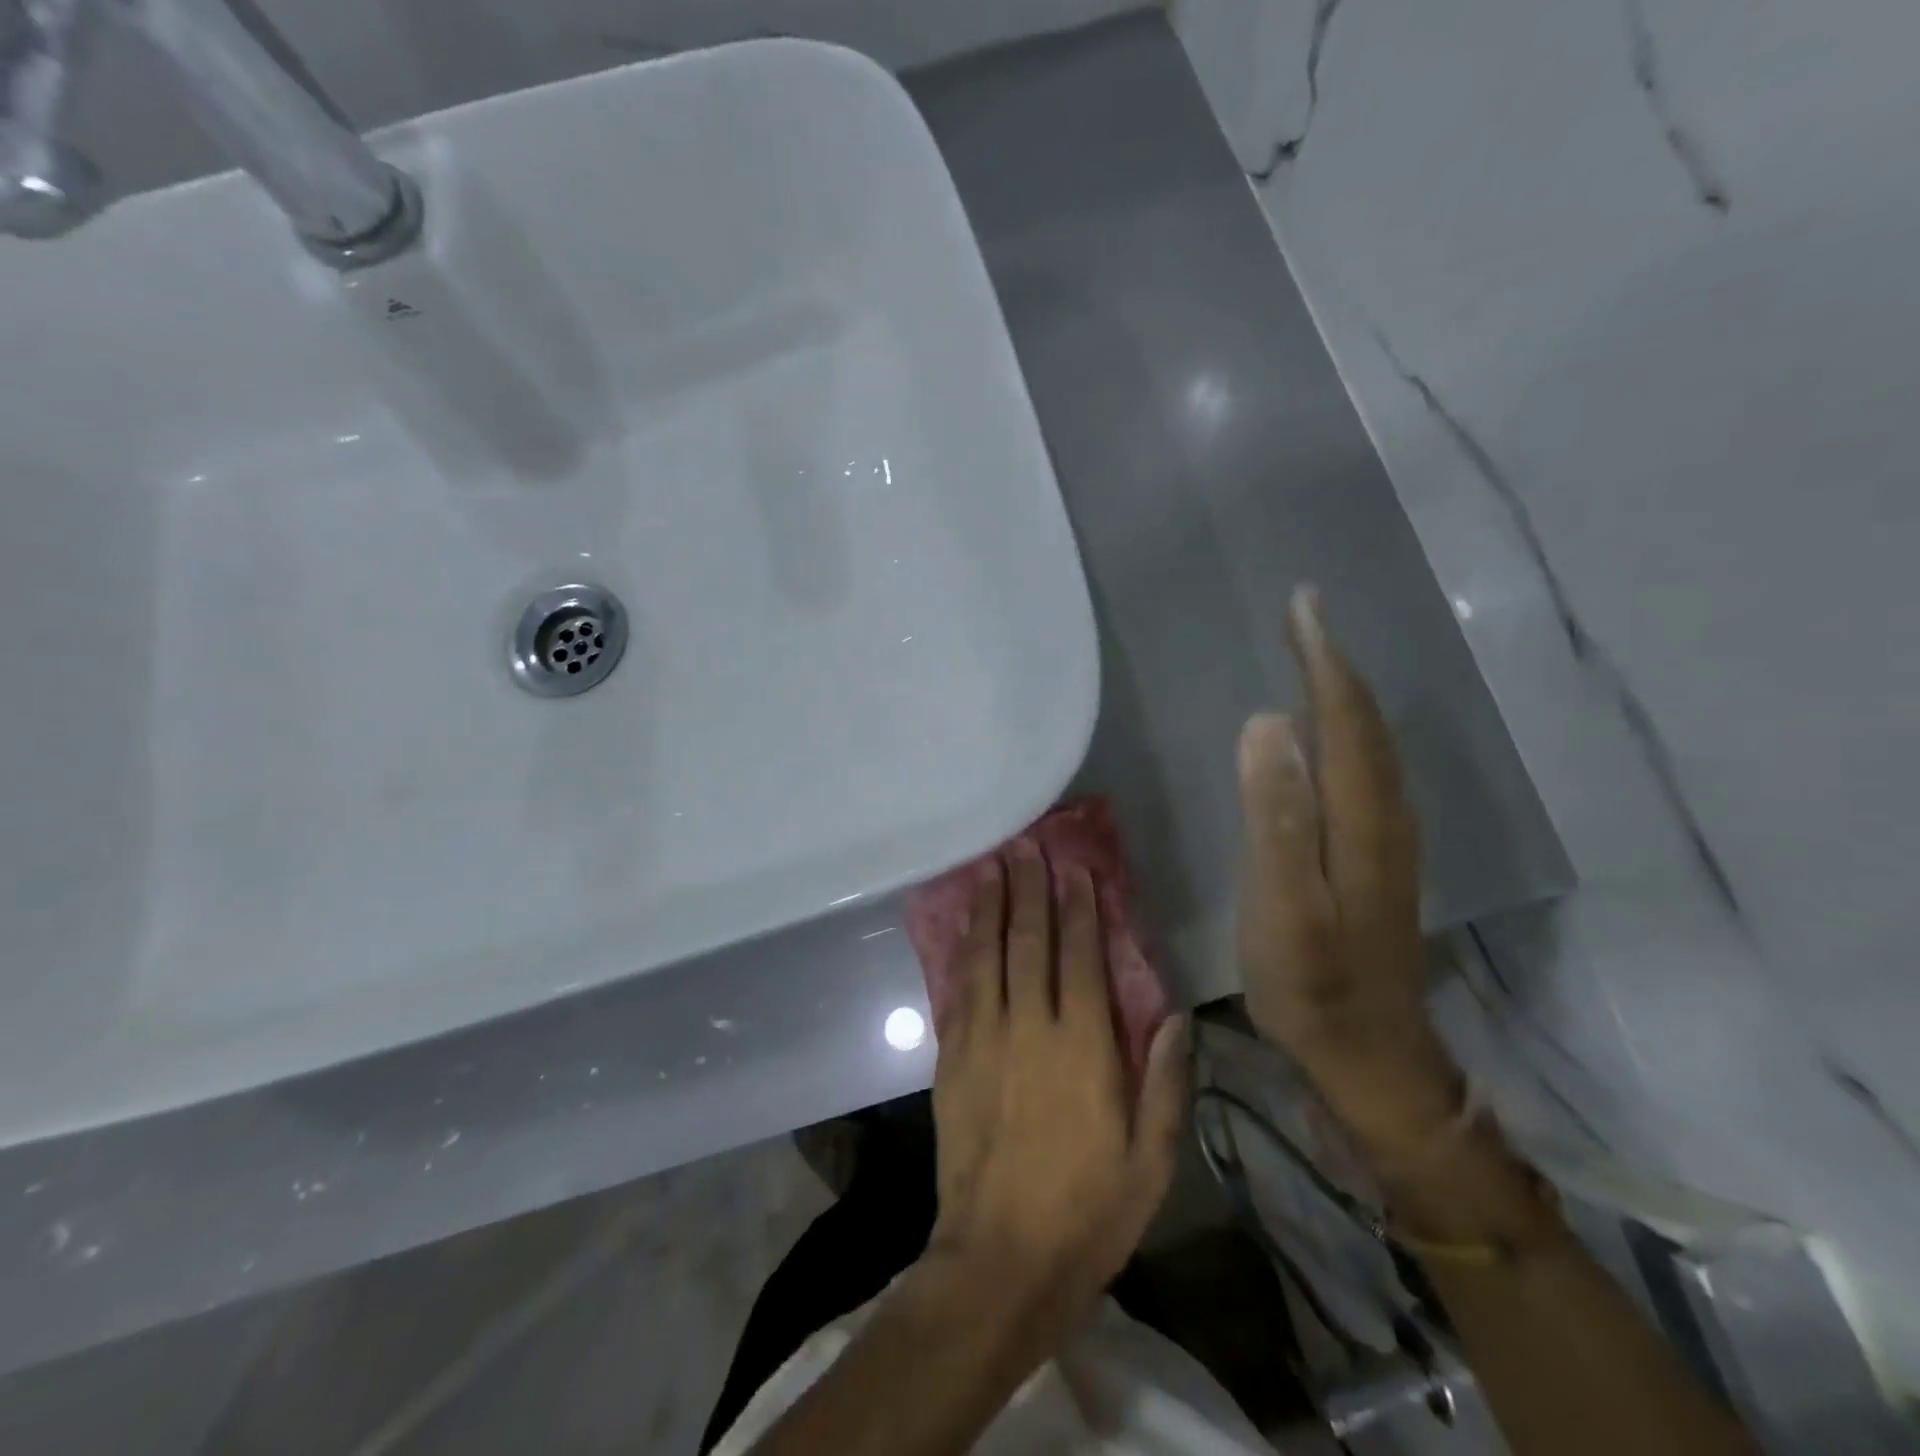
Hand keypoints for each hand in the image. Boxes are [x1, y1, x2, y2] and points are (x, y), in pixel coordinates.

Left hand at [928, 842, 1187, 1330]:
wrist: (1000, 1259)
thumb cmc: (1088, 1211)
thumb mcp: (1151, 1159)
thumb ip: (1164, 1081)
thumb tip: (1175, 1016)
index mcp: (1082, 1047)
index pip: (1081, 957)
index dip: (1080, 909)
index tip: (1077, 870)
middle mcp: (1030, 1027)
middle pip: (1029, 942)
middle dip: (1031, 890)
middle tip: (1027, 846)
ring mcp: (983, 1038)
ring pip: (987, 955)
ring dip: (992, 907)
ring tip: (993, 867)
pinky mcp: (952, 1057)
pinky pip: (960, 988)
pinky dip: (965, 950)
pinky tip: (966, 927)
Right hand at [1237, 585, 1463, 1160]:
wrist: (1371, 1055)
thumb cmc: (1313, 984)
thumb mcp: (1283, 906)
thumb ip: (1276, 816)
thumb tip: (1267, 724)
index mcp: (1361, 818)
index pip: (1344, 718)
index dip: (1323, 659)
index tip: (1303, 605)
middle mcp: (1385, 816)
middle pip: (1364, 723)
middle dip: (1335, 663)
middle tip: (1304, 616)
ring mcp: (1387, 839)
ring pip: (1370, 746)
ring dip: (1344, 694)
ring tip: (1315, 659)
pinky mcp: (1377, 858)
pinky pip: (1365, 771)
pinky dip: (1348, 733)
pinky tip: (1327, 736)